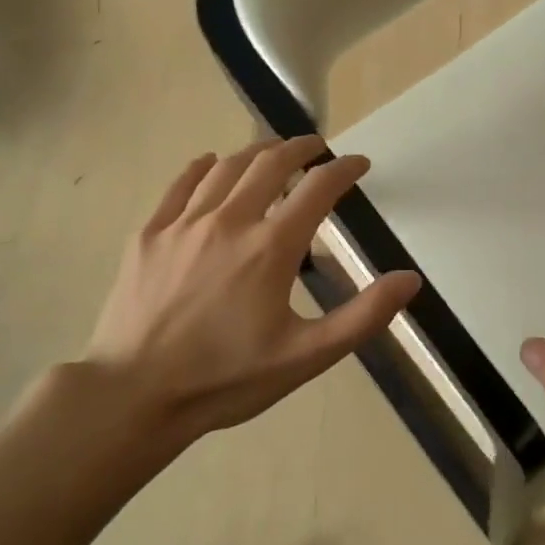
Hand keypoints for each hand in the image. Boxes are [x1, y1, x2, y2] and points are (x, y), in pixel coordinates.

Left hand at [57, 137, 420, 450]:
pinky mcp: (148, 235)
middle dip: (300, 148)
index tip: (359, 164)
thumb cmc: (226, 379)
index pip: (318, 189)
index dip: (344, 170)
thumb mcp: (306, 356)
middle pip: (270, 164)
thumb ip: (363, 316)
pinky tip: (210, 163)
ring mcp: (183, 224)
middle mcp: (229, 221)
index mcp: (271, 247)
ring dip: (256, 152)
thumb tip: (410, 279)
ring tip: (272, 151)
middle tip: (317, 147)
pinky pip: (180, 185)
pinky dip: (202, 167)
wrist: (134, 396)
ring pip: (226, 167)